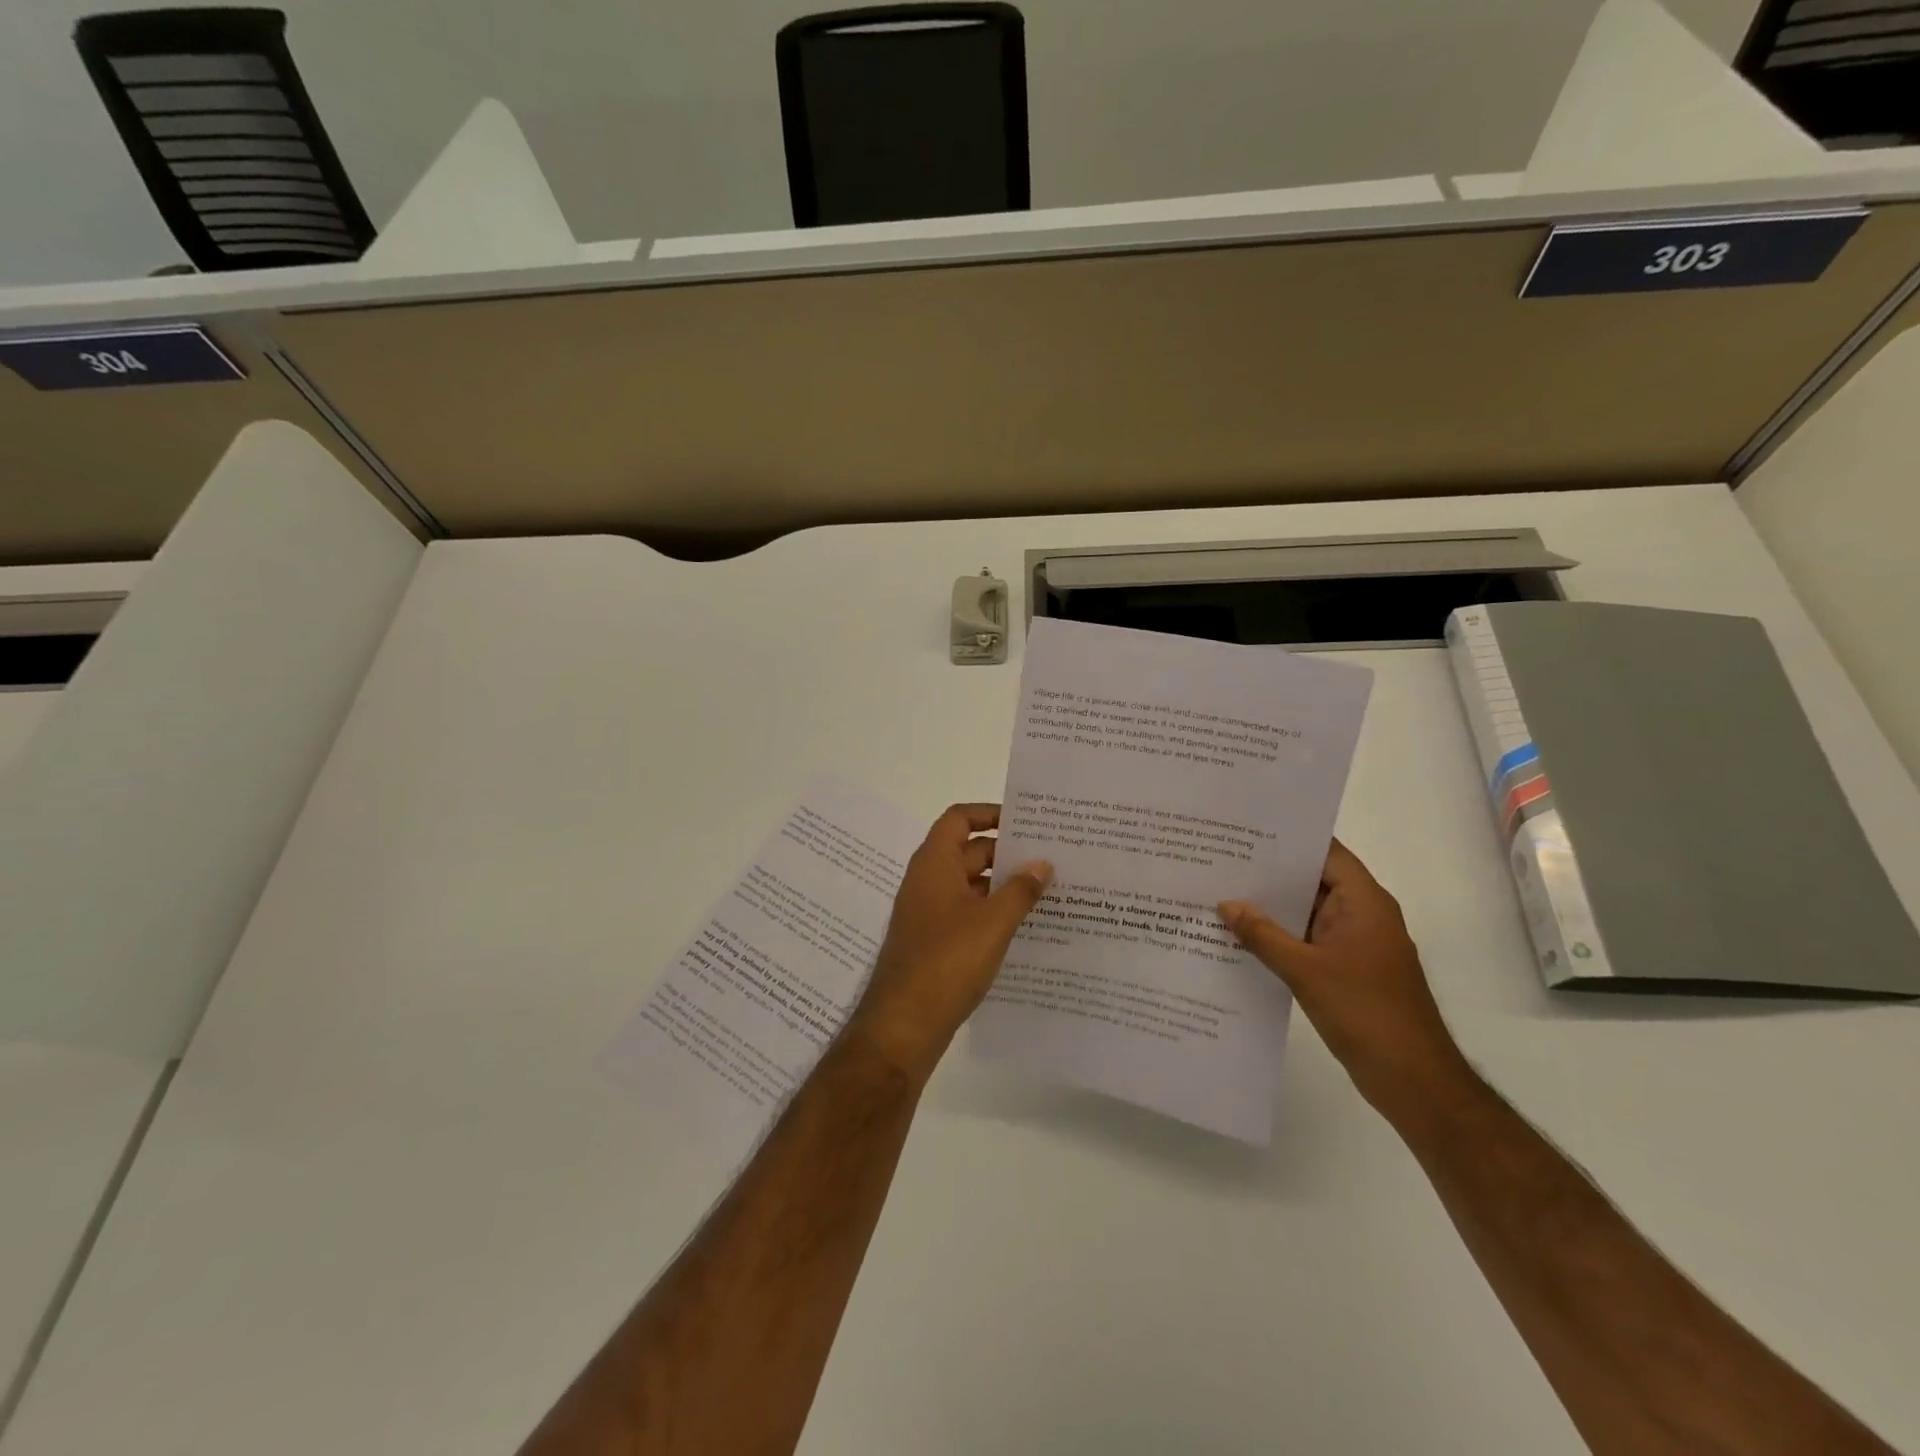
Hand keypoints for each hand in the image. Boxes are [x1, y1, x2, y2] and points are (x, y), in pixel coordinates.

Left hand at [847, 804, 1052, 1084]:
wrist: (904, 1023)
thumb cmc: (948, 961)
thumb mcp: (993, 922)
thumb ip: (1020, 889)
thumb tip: (1042, 863)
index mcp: (934, 863)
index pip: (959, 818)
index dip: (989, 813)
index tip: (1025, 821)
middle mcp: (927, 881)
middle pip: (968, 851)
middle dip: (1006, 852)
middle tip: (1049, 858)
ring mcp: (928, 912)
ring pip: (969, 884)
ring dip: (1001, 885)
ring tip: (1045, 891)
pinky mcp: (933, 941)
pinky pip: (965, 912)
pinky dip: (991, 912)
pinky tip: (1022, 926)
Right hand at [1220, 840, 1469, 1115]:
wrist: (1413, 1080)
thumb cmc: (1365, 1013)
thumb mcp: (1305, 971)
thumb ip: (1263, 935)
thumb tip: (1226, 904)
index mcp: (1364, 903)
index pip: (1326, 853)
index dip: (1289, 840)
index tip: (1246, 830)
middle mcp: (1362, 915)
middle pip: (1313, 880)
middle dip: (1270, 873)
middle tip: (1221, 859)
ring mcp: (1355, 944)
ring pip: (1307, 913)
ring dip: (1272, 908)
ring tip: (1221, 892)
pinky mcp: (1347, 970)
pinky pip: (1308, 940)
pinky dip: (1280, 936)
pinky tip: (1241, 937)